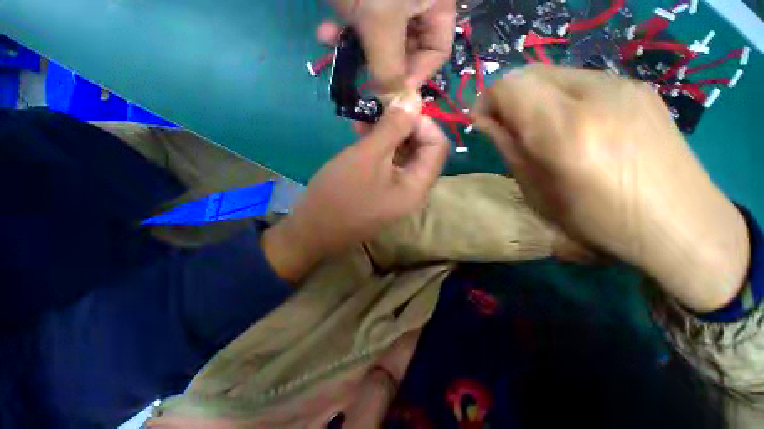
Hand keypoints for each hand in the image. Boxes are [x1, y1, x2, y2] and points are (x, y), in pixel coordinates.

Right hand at [262, 103, 448, 282]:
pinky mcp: (382, 192)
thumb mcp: (367, 156)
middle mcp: (413, 191)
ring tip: (364, 118)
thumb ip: (394, 127)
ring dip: (387, 135)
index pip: (437, 146)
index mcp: (417, 187)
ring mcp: (397, 193)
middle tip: (378, 108)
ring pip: (402, 156)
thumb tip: (415, 99)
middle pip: (421, 150)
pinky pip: (388, 165)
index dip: (422, 121)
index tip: (396, 108)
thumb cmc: (339, 194)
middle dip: (402, 126)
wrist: (312, 231)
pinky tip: (361, 134)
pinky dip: (378, 148)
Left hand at [329, 0, 455, 92]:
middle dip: (381, 65)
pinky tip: (326, 32)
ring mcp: (392, 1)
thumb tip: (393, 104)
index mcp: (437, 4)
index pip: (436, 53)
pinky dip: (345, 30)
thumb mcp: (382, 21)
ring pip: (381, 39)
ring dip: (357, 49)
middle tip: (364, 79)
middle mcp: (419, 4)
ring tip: (335, 48)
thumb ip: (389, 68)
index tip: (391, 91)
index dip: (415, 76)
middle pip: (407, 50)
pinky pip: (363, 22)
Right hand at [475, 65, 749, 311]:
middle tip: (510, 129)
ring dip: (536, 98)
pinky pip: (582, 81)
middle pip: (530, 72)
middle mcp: (596, 95)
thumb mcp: (537, 191)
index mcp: (565, 131)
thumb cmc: (598, 222)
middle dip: (508, 98)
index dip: (487, 101)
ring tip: (544, 131)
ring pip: (555, 74)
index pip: (508, 86)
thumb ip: (508, 147)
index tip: (484, 124)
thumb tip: (486, 121)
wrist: (681, 226)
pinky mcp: (640, 88)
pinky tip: (576, 127)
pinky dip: (562, 98)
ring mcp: (623, 85)